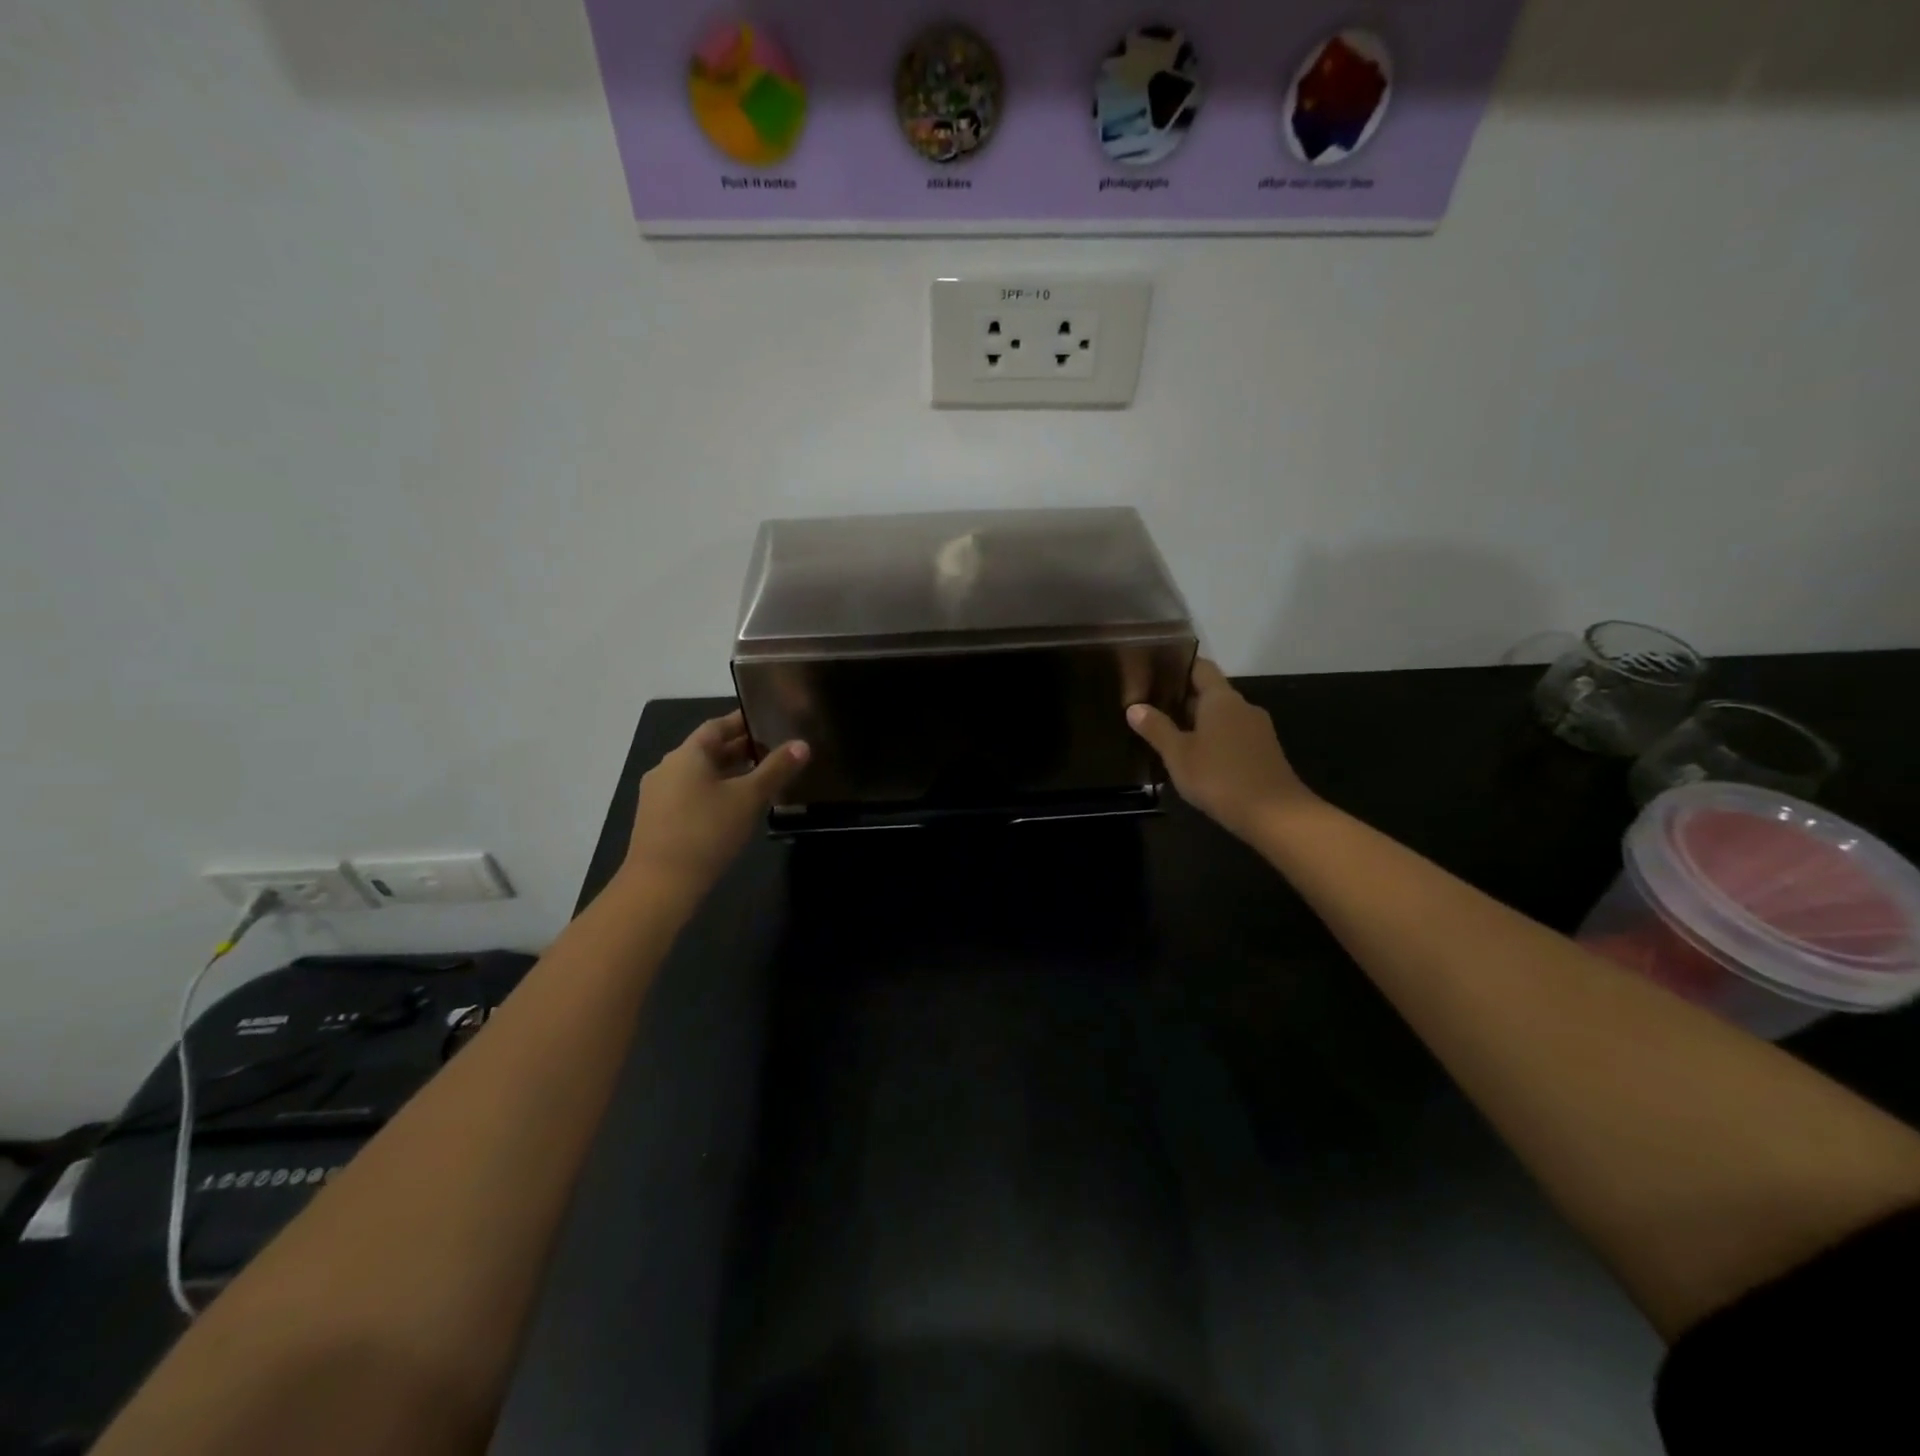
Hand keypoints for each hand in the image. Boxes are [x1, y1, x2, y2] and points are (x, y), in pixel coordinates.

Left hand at [623, 710, 808, 895]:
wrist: (660, 885)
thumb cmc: (707, 831)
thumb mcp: (749, 798)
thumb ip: (776, 769)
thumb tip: (802, 744)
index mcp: (687, 754)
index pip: (717, 726)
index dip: (742, 722)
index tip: (767, 721)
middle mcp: (667, 768)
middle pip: (707, 750)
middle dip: (738, 749)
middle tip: (772, 751)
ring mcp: (658, 795)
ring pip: (698, 774)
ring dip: (727, 773)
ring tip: (759, 779)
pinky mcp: (656, 819)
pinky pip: (689, 794)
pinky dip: (713, 792)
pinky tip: (733, 808)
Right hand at [1126, 659, 1315, 839]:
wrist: (1275, 814)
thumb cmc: (1220, 777)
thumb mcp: (1178, 754)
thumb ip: (1156, 728)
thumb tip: (1134, 707)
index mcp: (1221, 699)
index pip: (1200, 667)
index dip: (1179, 666)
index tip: (1155, 672)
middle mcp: (1242, 706)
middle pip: (1210, 693)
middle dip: (1183, 699)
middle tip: (1151, 708)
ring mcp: (1257, 729)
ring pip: (1222, 717)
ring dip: (1198, 723)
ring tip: (1169, 735)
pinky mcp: (1264, 752)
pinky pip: (1233, 736)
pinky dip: (1215, 741)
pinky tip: (1197, 759)